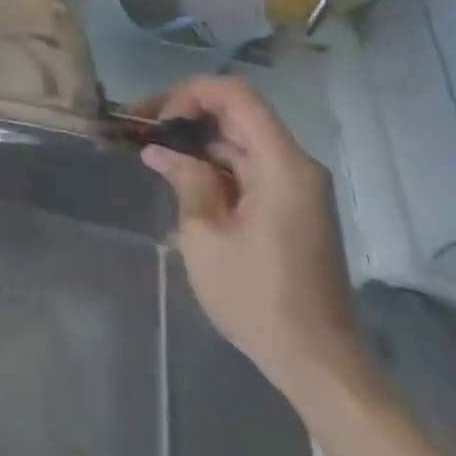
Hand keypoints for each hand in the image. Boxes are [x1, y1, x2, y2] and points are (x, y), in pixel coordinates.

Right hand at [141, 75, 369, 402]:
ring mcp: (295, 188)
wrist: (317, 362)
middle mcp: (295, 166)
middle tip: (138, 131)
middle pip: (237, 113)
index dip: (188, 93)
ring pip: (240, 140)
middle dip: (185, 114)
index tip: (156, 122)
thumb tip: (161, 151)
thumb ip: (186, 180)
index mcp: (281, 165)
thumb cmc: (257, 297)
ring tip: (149, 154)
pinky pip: (248, 167)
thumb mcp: (205, 236)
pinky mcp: (290, 208)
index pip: (234, 94)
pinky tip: (178, 179)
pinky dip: (213, 165)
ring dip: (196, 141)